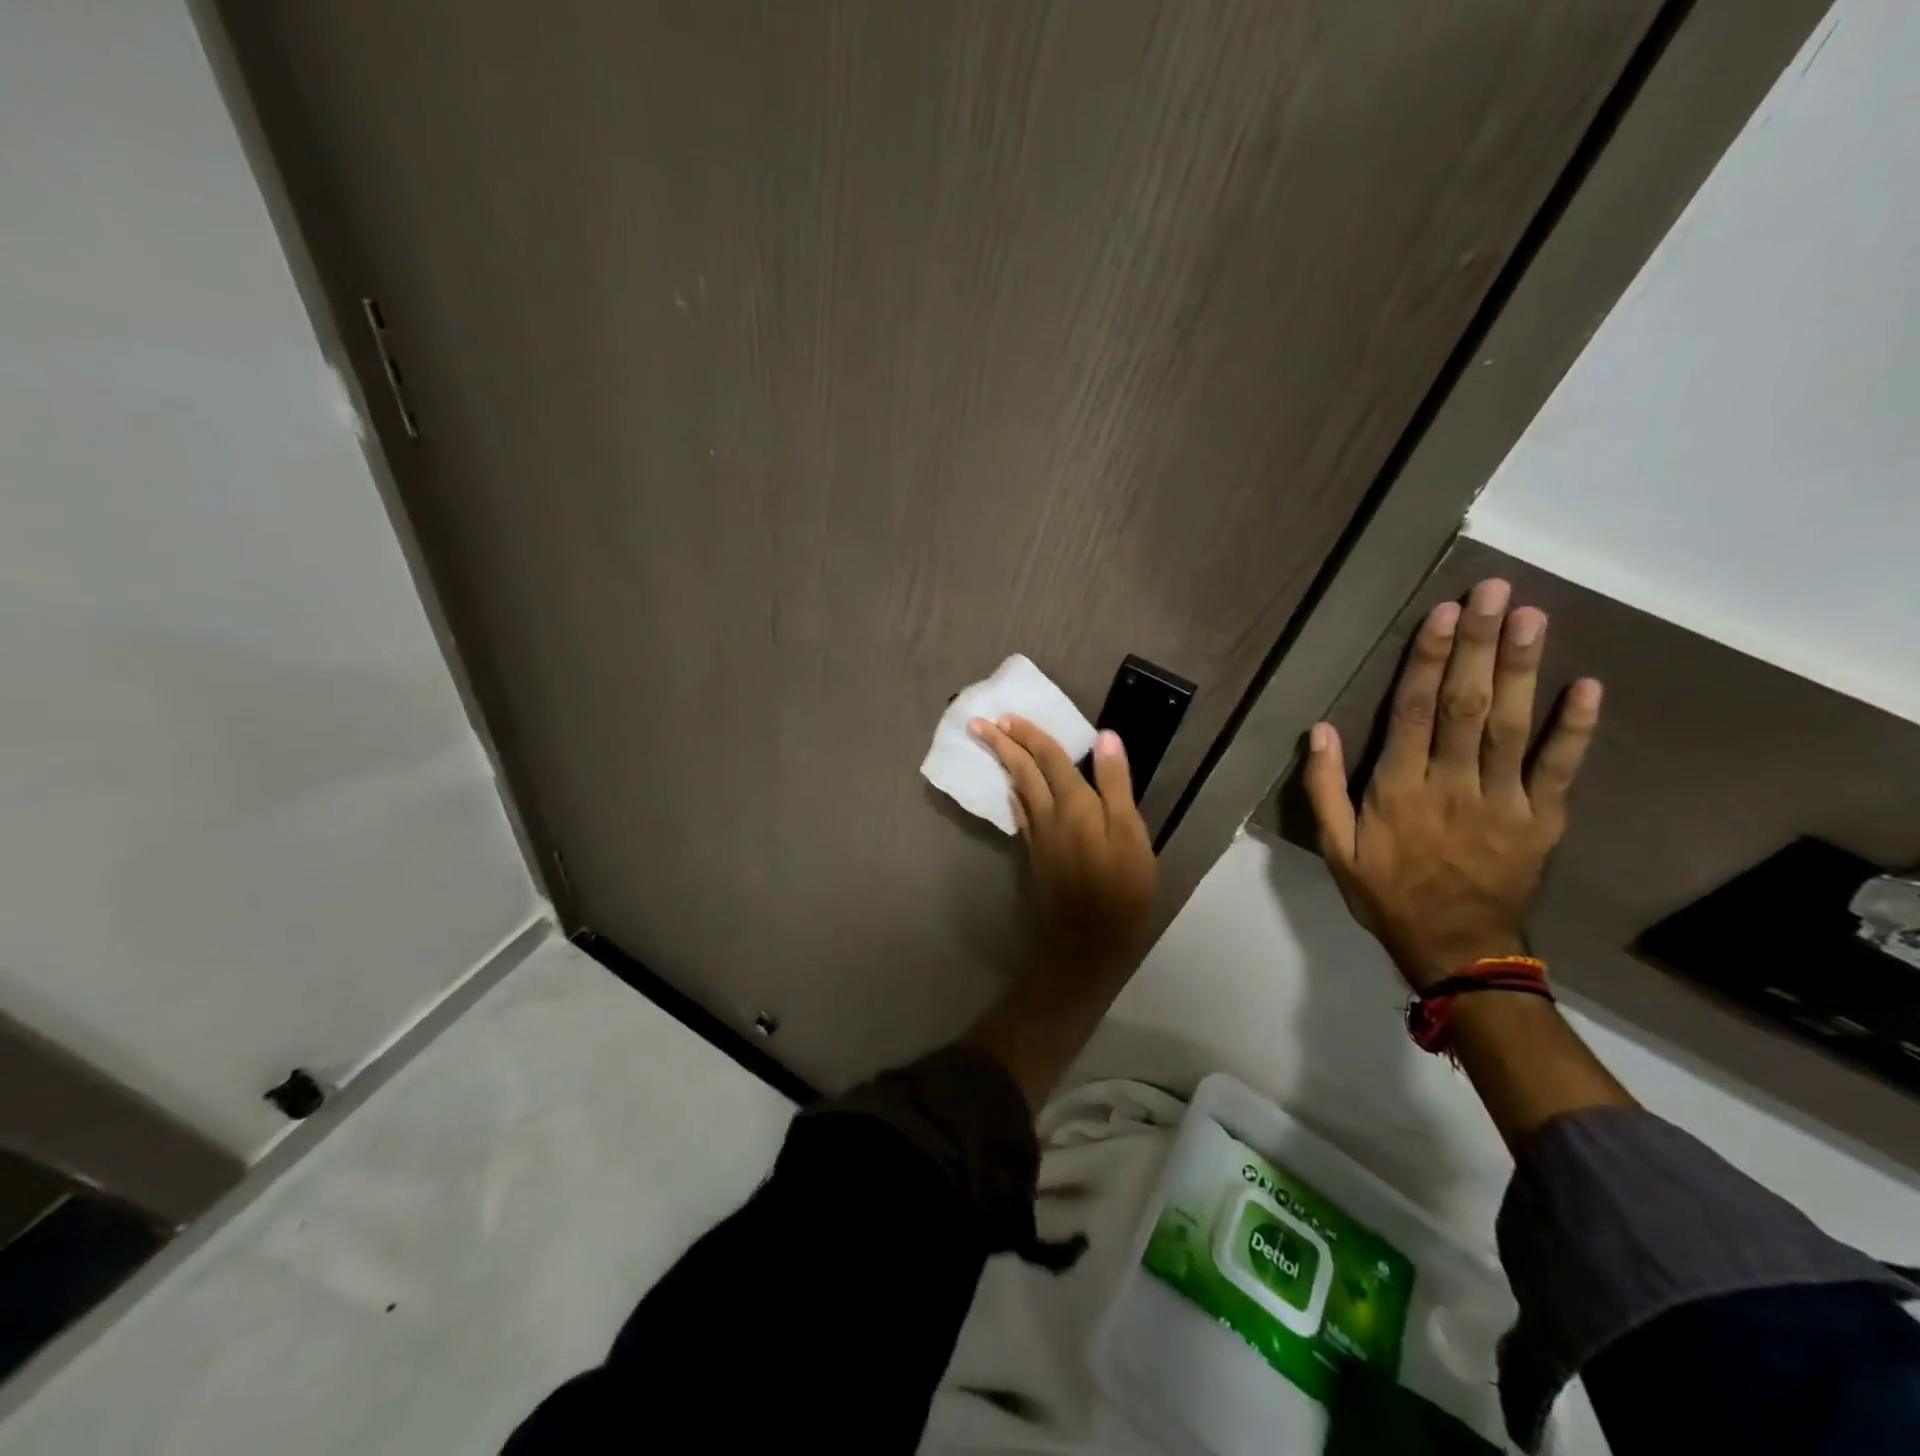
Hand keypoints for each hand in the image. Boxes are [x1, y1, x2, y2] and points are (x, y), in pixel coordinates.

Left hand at [969, 716, 1156, 968]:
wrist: (1089, 938)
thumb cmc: (1121, 885)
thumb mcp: (1130, 832)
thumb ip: (1116, 784)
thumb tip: (1105, 737)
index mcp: (1074, 803)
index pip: (1049, 758)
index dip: (1030, 735)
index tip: (1006, 715)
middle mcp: (1049, 814)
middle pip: (1023, 771)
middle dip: (1002, 744)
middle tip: (978, 724)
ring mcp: (1039, 835)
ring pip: (1018, 790)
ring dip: (1005, 765)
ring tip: (992, 747)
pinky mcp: (1037, 854)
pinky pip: (1020, 813)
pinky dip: (1014, 795)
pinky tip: (1012, 792)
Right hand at [1303, 579, 1602, 991]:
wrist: (1456, 948)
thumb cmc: (1387, 893)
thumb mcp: (1335, 848)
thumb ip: (1324, 789)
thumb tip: (1319, 730)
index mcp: (1398, 790)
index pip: (1414, 713)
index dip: (1429, 661)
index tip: (1444, 615)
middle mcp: (1452, 785)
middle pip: (1467, 706)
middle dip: (1480, 646)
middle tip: (1495, 592)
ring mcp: (1503, 801)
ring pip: (1513, 726)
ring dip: (1523, 669)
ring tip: (1532, 617)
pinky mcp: (1543, 820)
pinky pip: (1560, 769)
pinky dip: (1576, 728)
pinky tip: (1587, 685)